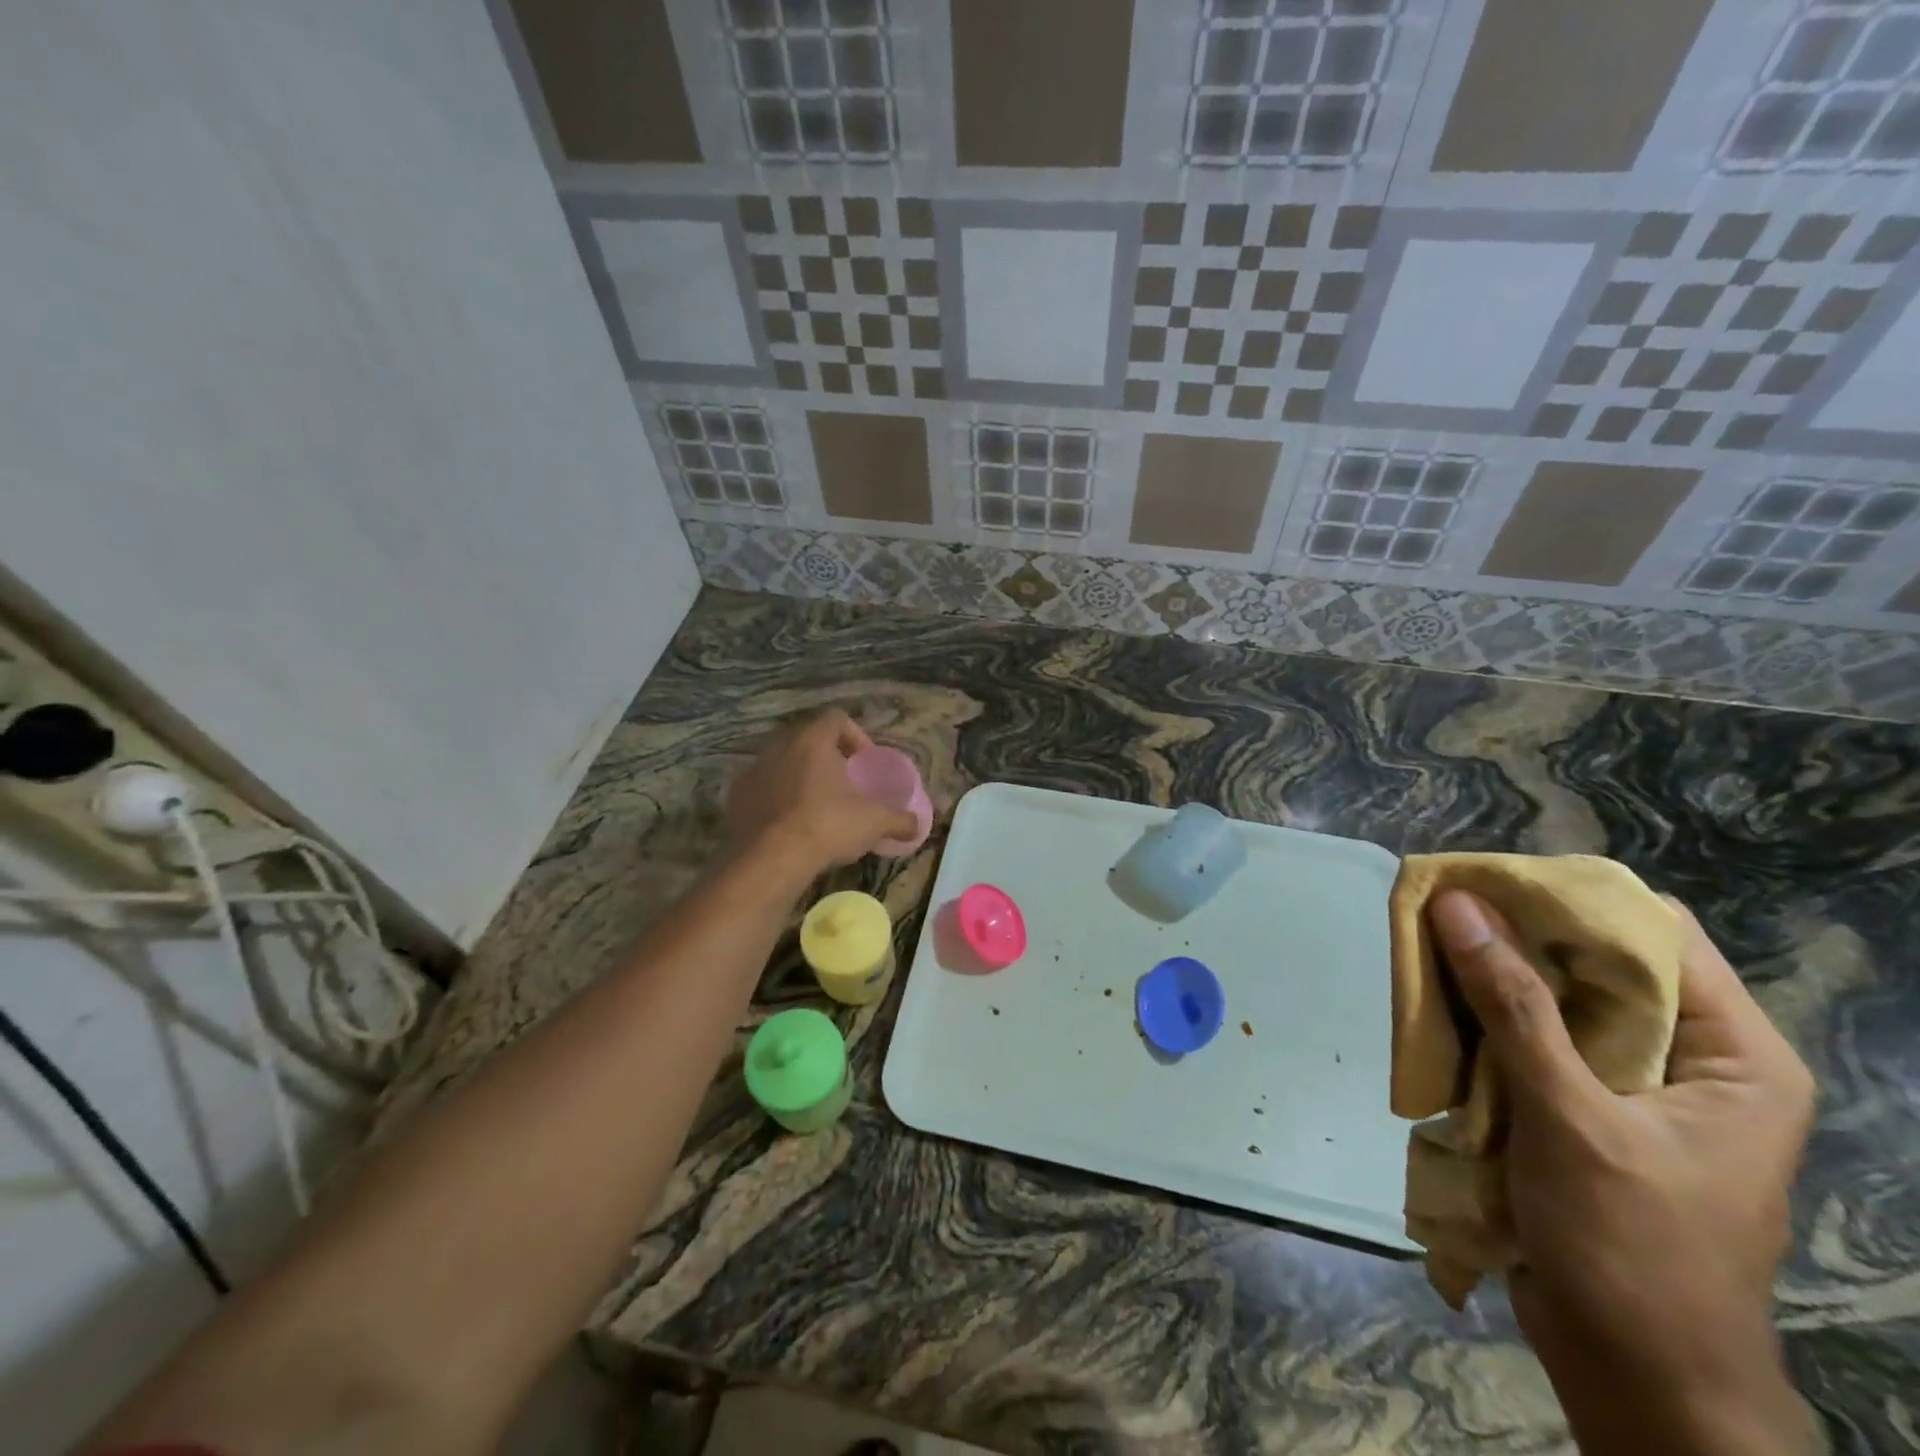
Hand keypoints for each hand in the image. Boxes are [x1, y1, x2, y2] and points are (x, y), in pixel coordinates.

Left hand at [726, 709, 918, 878]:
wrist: (769, 860)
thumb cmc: (827, 826)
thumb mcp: (874, 822)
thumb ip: (899, 820)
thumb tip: (917, 825)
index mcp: (813, 739)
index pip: (836, 718)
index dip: (855, 736)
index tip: (864, 762)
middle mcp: (779, 745)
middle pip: (806, 737)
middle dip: (826, 755)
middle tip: (842, 781)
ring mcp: (753, 770)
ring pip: (781, 762)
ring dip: (799, 776)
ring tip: (815, 805)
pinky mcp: (735, 797)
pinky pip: (761, 788)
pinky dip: (776, 798)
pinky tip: (788, 824)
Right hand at [1429, 889, 1816, 1453]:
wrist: (1634, 1375)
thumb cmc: (1630, 1248)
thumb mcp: (1571, 1117)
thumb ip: (1513, 1005)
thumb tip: (1457, 905)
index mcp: (1732, 1053)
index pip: (1654, 932)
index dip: (1569, 898)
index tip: (1483, 882)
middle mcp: (1689, 1056)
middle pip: (1595, 960)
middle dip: (1513, 936)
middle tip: (1437, 912)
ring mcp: (1634, 1084)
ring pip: (1552, 997)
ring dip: (1488, 977)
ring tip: (1423, 951)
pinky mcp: (1585, 1107)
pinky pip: (1531, 1038)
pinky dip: (1484, 1020)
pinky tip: (1436, 1011)